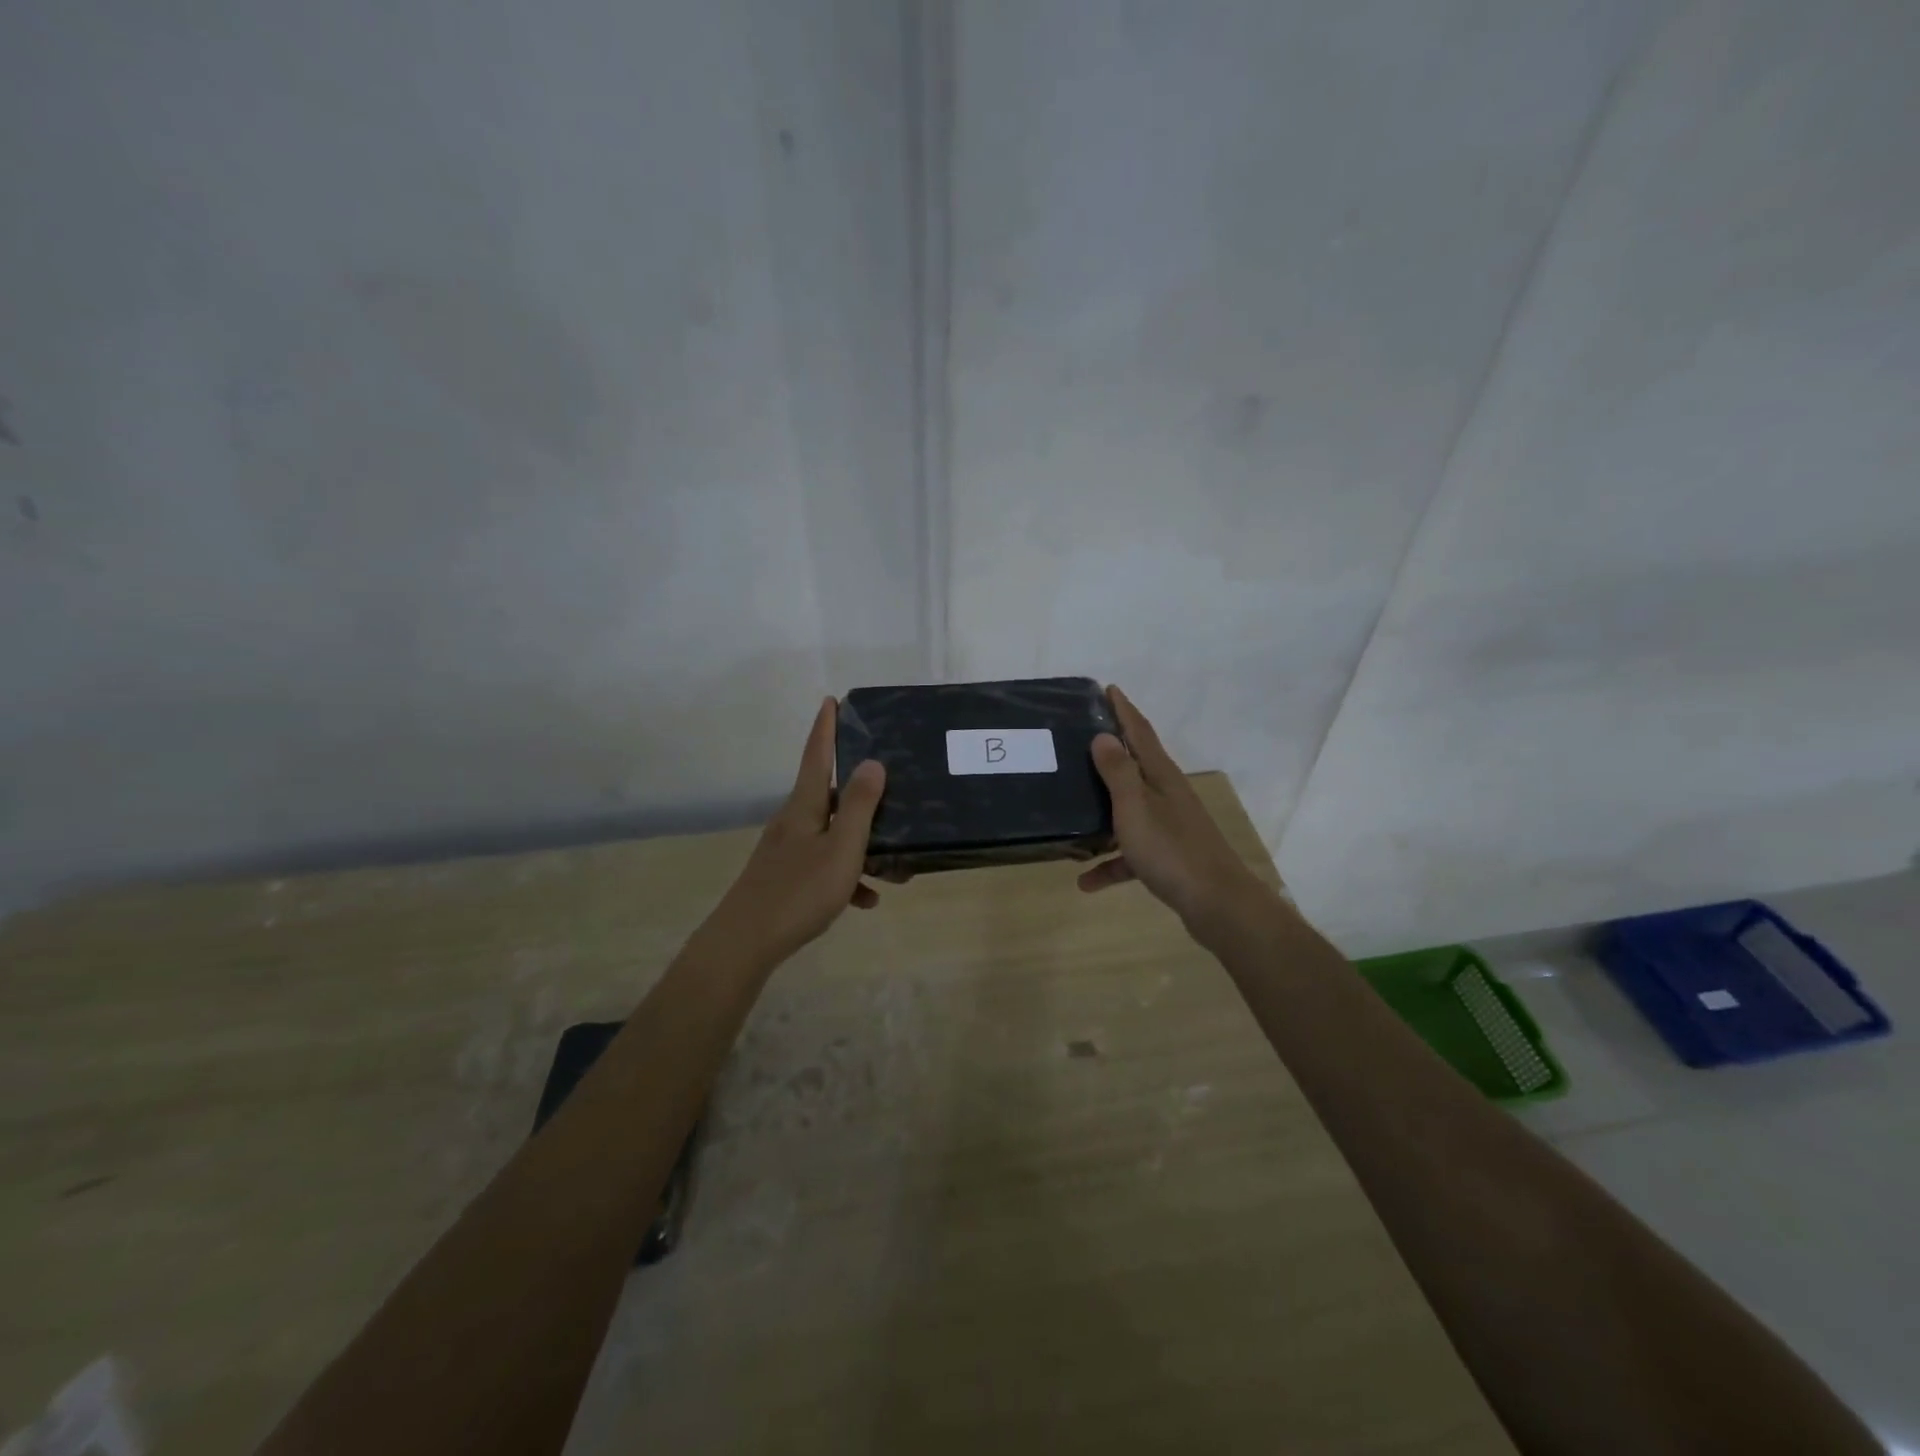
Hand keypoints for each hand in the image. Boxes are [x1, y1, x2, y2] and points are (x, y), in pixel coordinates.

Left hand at [702, 698, 886, 968]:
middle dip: (860, 791)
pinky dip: (847, 876)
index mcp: (805, 806)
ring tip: (895, 867)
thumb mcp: (842, 848)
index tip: (831, 700)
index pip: (817, 754)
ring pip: (832, 834)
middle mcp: (794, 821)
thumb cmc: (799, 891)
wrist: (745, 942)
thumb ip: (860, 806)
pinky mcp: (785, 877)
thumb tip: (872, 762)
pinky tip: (866, 900)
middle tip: (889, 786)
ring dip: (862, 844)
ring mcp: (787, 850)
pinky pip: (824, 866)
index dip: (826, 727)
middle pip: (829, 794)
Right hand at [1078, 686, 1274, 935]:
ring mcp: (1170, 826)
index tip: (1108, 689)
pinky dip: (1111, 863)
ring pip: (1130, 810)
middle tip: (1080, 739)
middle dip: (1111, 752)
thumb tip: (1103, 735)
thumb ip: (1118, 771)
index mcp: (1161, 776)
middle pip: (1136, 765)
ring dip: (1104, 811)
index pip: (1140, 732)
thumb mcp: (1135, 807)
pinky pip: (1131, 853)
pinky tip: (1086, 882)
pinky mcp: (1168, 856)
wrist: (1217, 904)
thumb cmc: (1171, 850)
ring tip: (1072, 810)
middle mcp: (1168, 794)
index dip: (1124, 709)